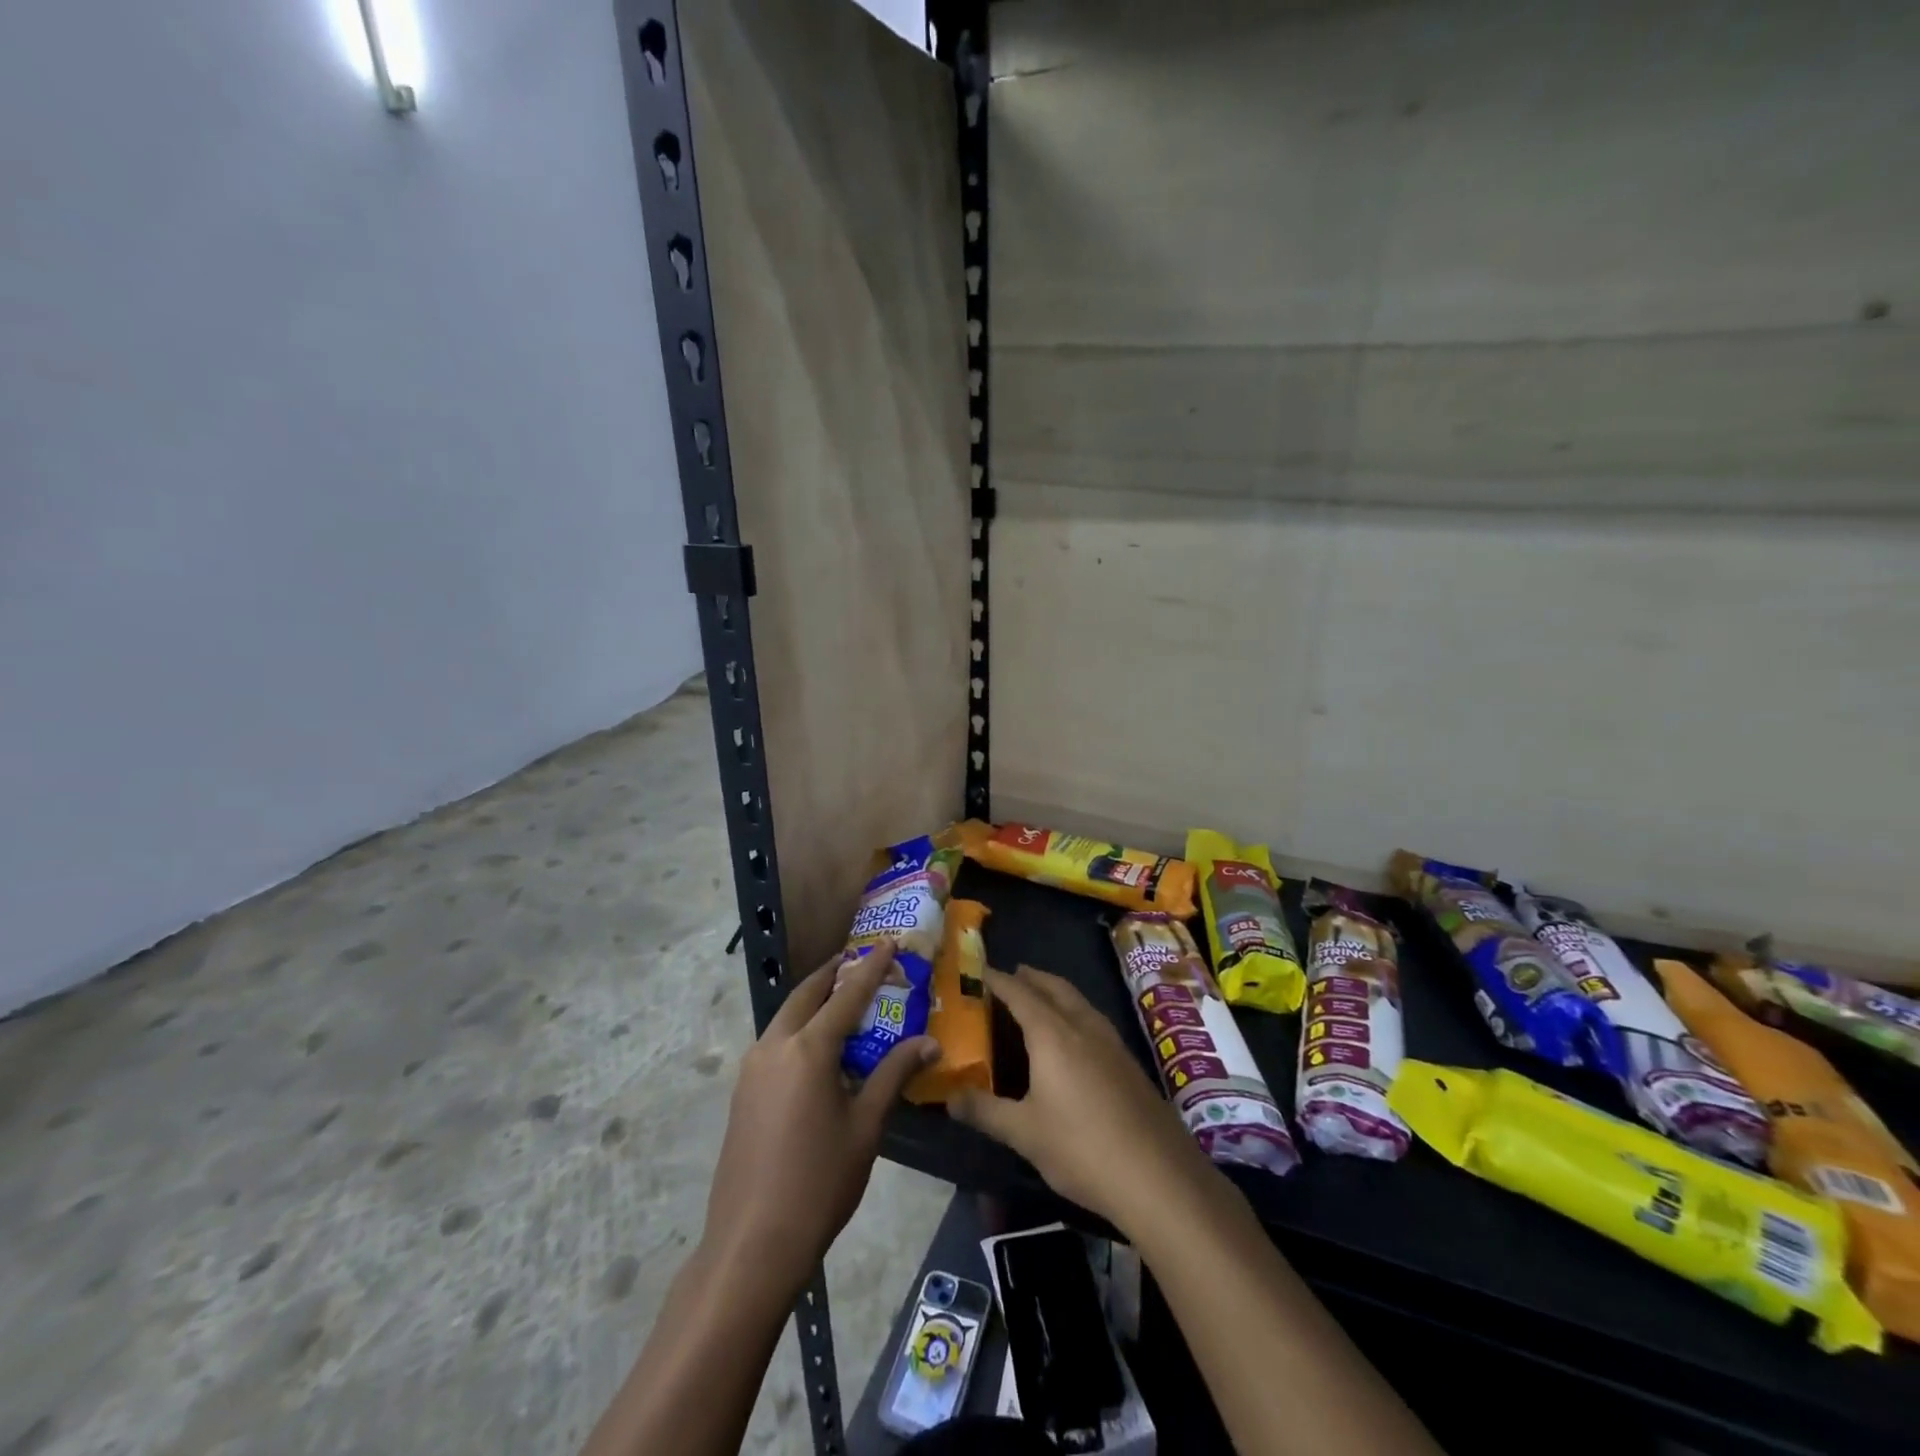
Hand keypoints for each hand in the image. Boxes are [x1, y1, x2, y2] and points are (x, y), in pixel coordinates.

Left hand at [699, 941, 936, 1296]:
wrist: (752, 1243)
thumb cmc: (819, 1181)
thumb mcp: (866, 1126)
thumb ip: (894, 1075)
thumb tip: (929, 1044)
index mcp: (808, 1048)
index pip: (847, 994)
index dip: (871, 967)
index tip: (890, 943)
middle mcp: (775, 1045)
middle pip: (807, 995)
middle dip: (834, 974)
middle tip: (861, 964)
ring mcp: (752, 1068)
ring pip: (786, 1017)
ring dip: (814, 1001)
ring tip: (843, 1002)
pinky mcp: (742, 1091)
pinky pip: (775, 1042)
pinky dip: (799, 1029)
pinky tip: (817, 1050)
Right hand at [951, 965, 1212, 1237]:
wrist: (1158, 1176)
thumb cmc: (1082, 1148)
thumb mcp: (1024, 1133)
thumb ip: (985, 1111)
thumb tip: (950, 1098)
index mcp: (1053, 1034)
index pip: (1020, 994)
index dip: (999, 981)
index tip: (981, 971)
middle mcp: (1083, 1027)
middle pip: (1055, 988)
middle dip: (1032, 978)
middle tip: (1012, 974)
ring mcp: (1112, 1043)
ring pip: (1079, 1001)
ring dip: (1057, 991)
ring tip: (1040, 996)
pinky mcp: (1129, 1063)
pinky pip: (1093, 1020)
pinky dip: (1075, 1011)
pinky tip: (1074, 1036)